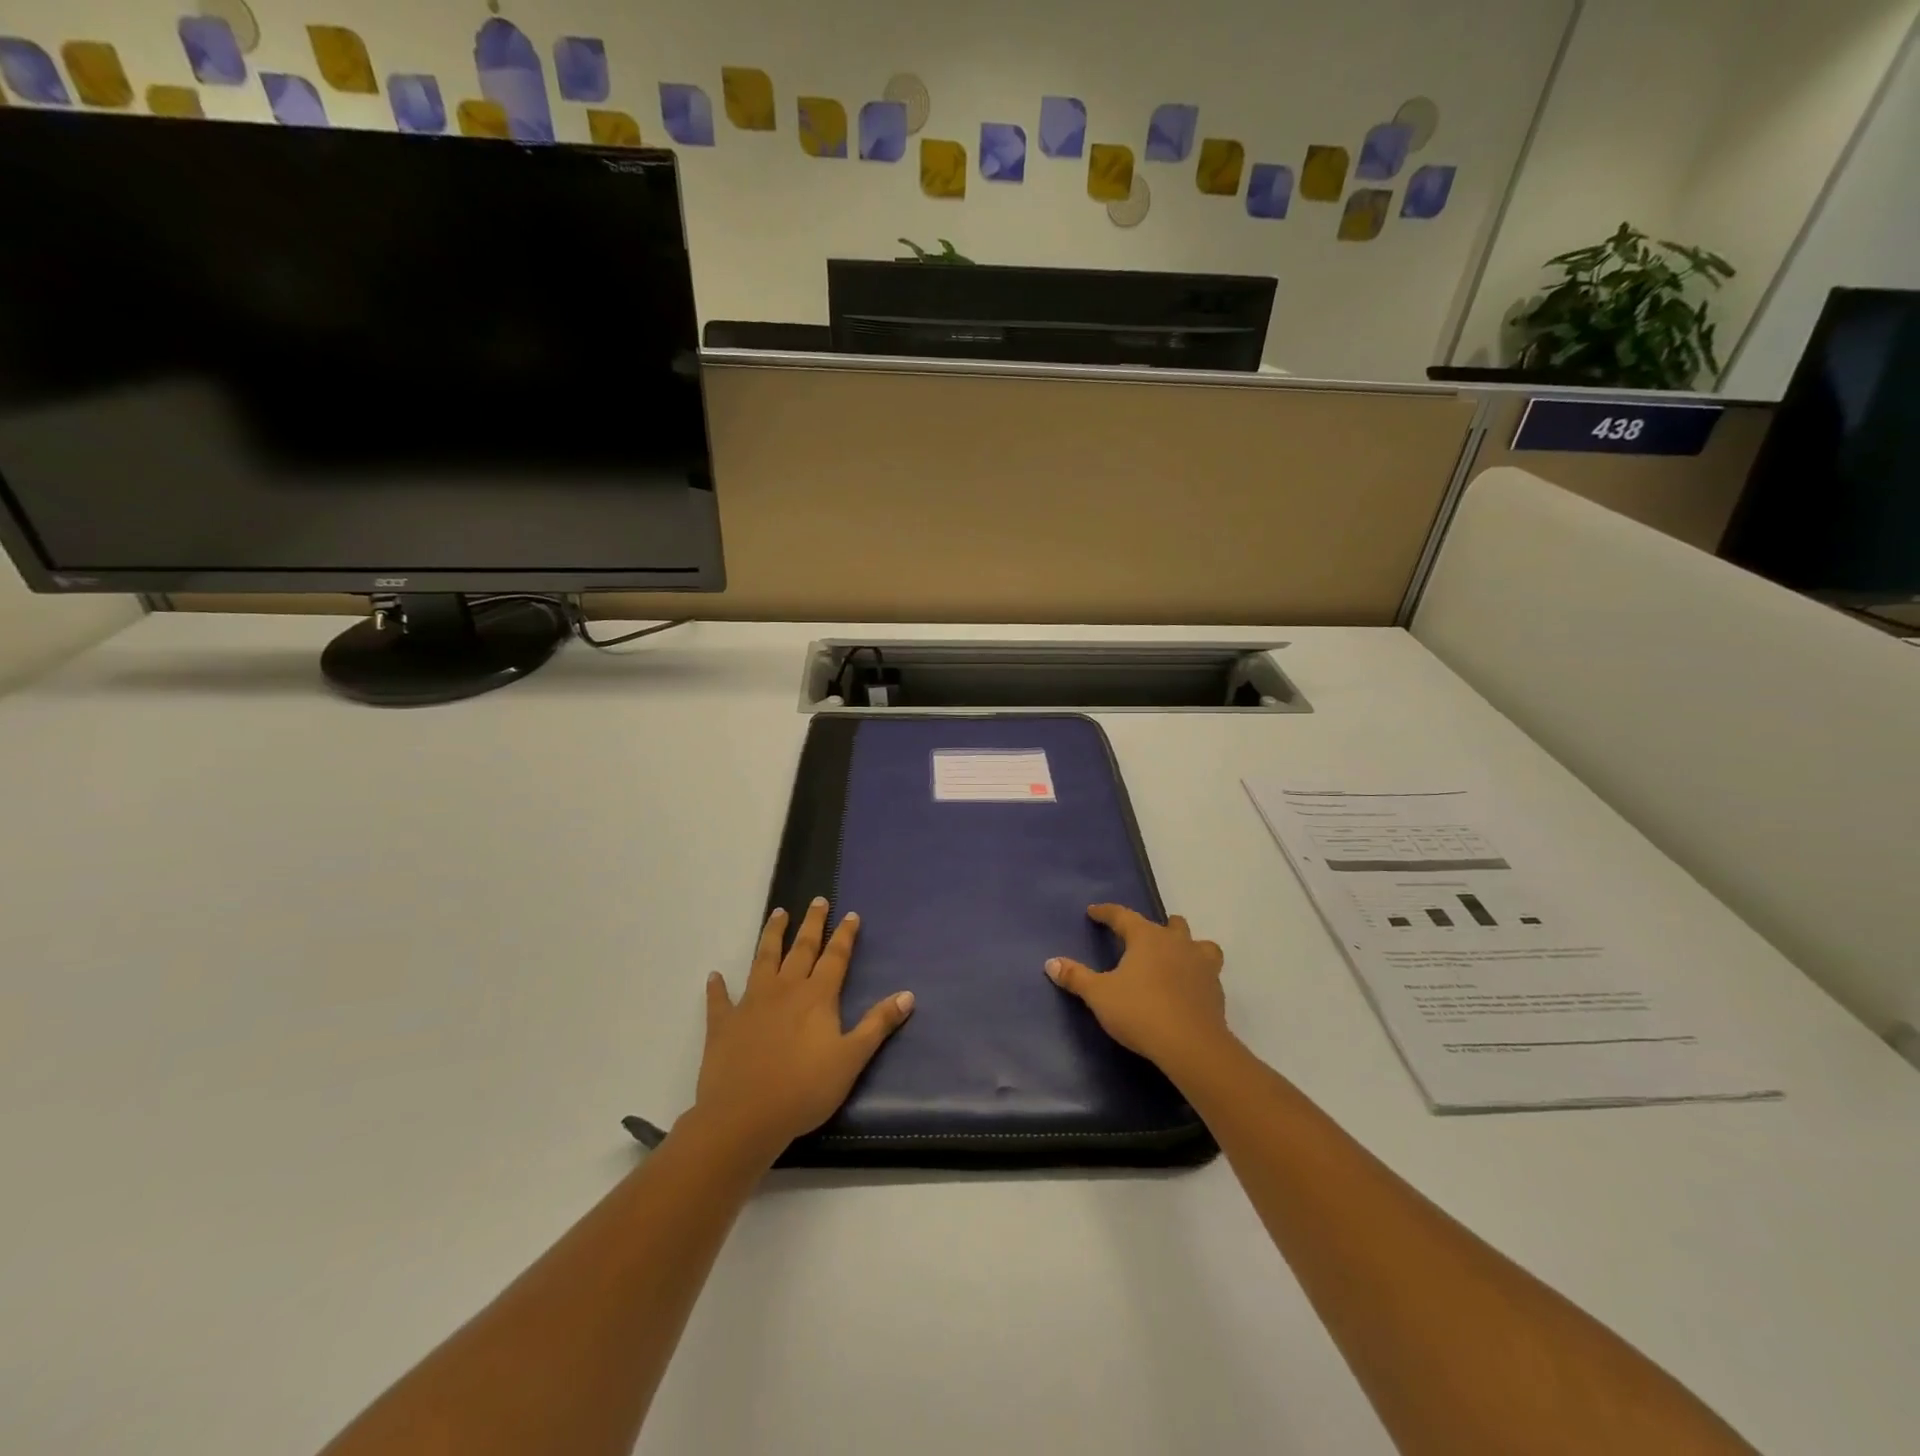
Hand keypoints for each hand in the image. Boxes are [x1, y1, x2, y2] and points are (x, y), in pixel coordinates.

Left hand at [692, 897, 914, 1161]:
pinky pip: (720, 1000)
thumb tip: (907, 995)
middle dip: (812, 924)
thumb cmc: (804, 1090)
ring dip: (771, 936)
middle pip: (801, 948)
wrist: (744, 1117)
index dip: (844, 935)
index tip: (850, 914)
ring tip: (778, 914)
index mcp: (816, 997)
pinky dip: (717, 987)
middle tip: (817, 901)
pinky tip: (715, 976)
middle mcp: (784, 990)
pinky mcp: (724, 1023)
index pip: (835, 957)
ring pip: (763, 959)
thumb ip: (878, 1025)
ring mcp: (751, 1003)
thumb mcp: (851, 1059)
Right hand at [1045, 904, 1228, 1076]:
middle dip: (1157, 926)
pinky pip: (1208, 972)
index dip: (1106, 912)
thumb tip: (1051, 963)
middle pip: (1170, 924)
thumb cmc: (1140, 1011)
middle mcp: (1177, 943)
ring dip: (1187, 946)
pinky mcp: (1216, 991)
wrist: (1191, 1045)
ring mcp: (1201, 965)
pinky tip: (1187, 988)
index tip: (1093, 911)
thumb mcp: (1099, 995)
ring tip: (1176, 958)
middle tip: (1142, 937)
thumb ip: (1076, 977)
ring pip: (1199, 944)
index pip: (1123, 916)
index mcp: (1147, 937)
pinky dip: (1197, 974)